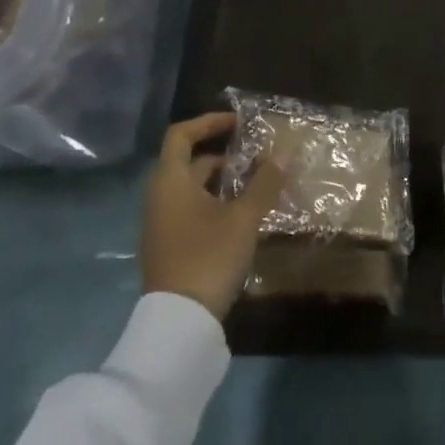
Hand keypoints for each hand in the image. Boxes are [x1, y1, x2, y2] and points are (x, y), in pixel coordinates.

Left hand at [141, 112, 285, 318]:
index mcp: (170, 181)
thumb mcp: (243, 218)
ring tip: (259, 185)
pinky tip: (244, 216)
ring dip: (224, 182)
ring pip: (194, 189)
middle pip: (190, 162)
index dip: (208, 122)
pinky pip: (193, 210)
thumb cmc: (208, 257)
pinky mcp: (171, 246)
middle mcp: (161, 197)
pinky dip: (217, 203)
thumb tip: (283, 154)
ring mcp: (163, 224)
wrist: (179, 321)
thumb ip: (264, 183)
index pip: (181, 135)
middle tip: (258, 157)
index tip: (238, 123)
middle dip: (225, 156)